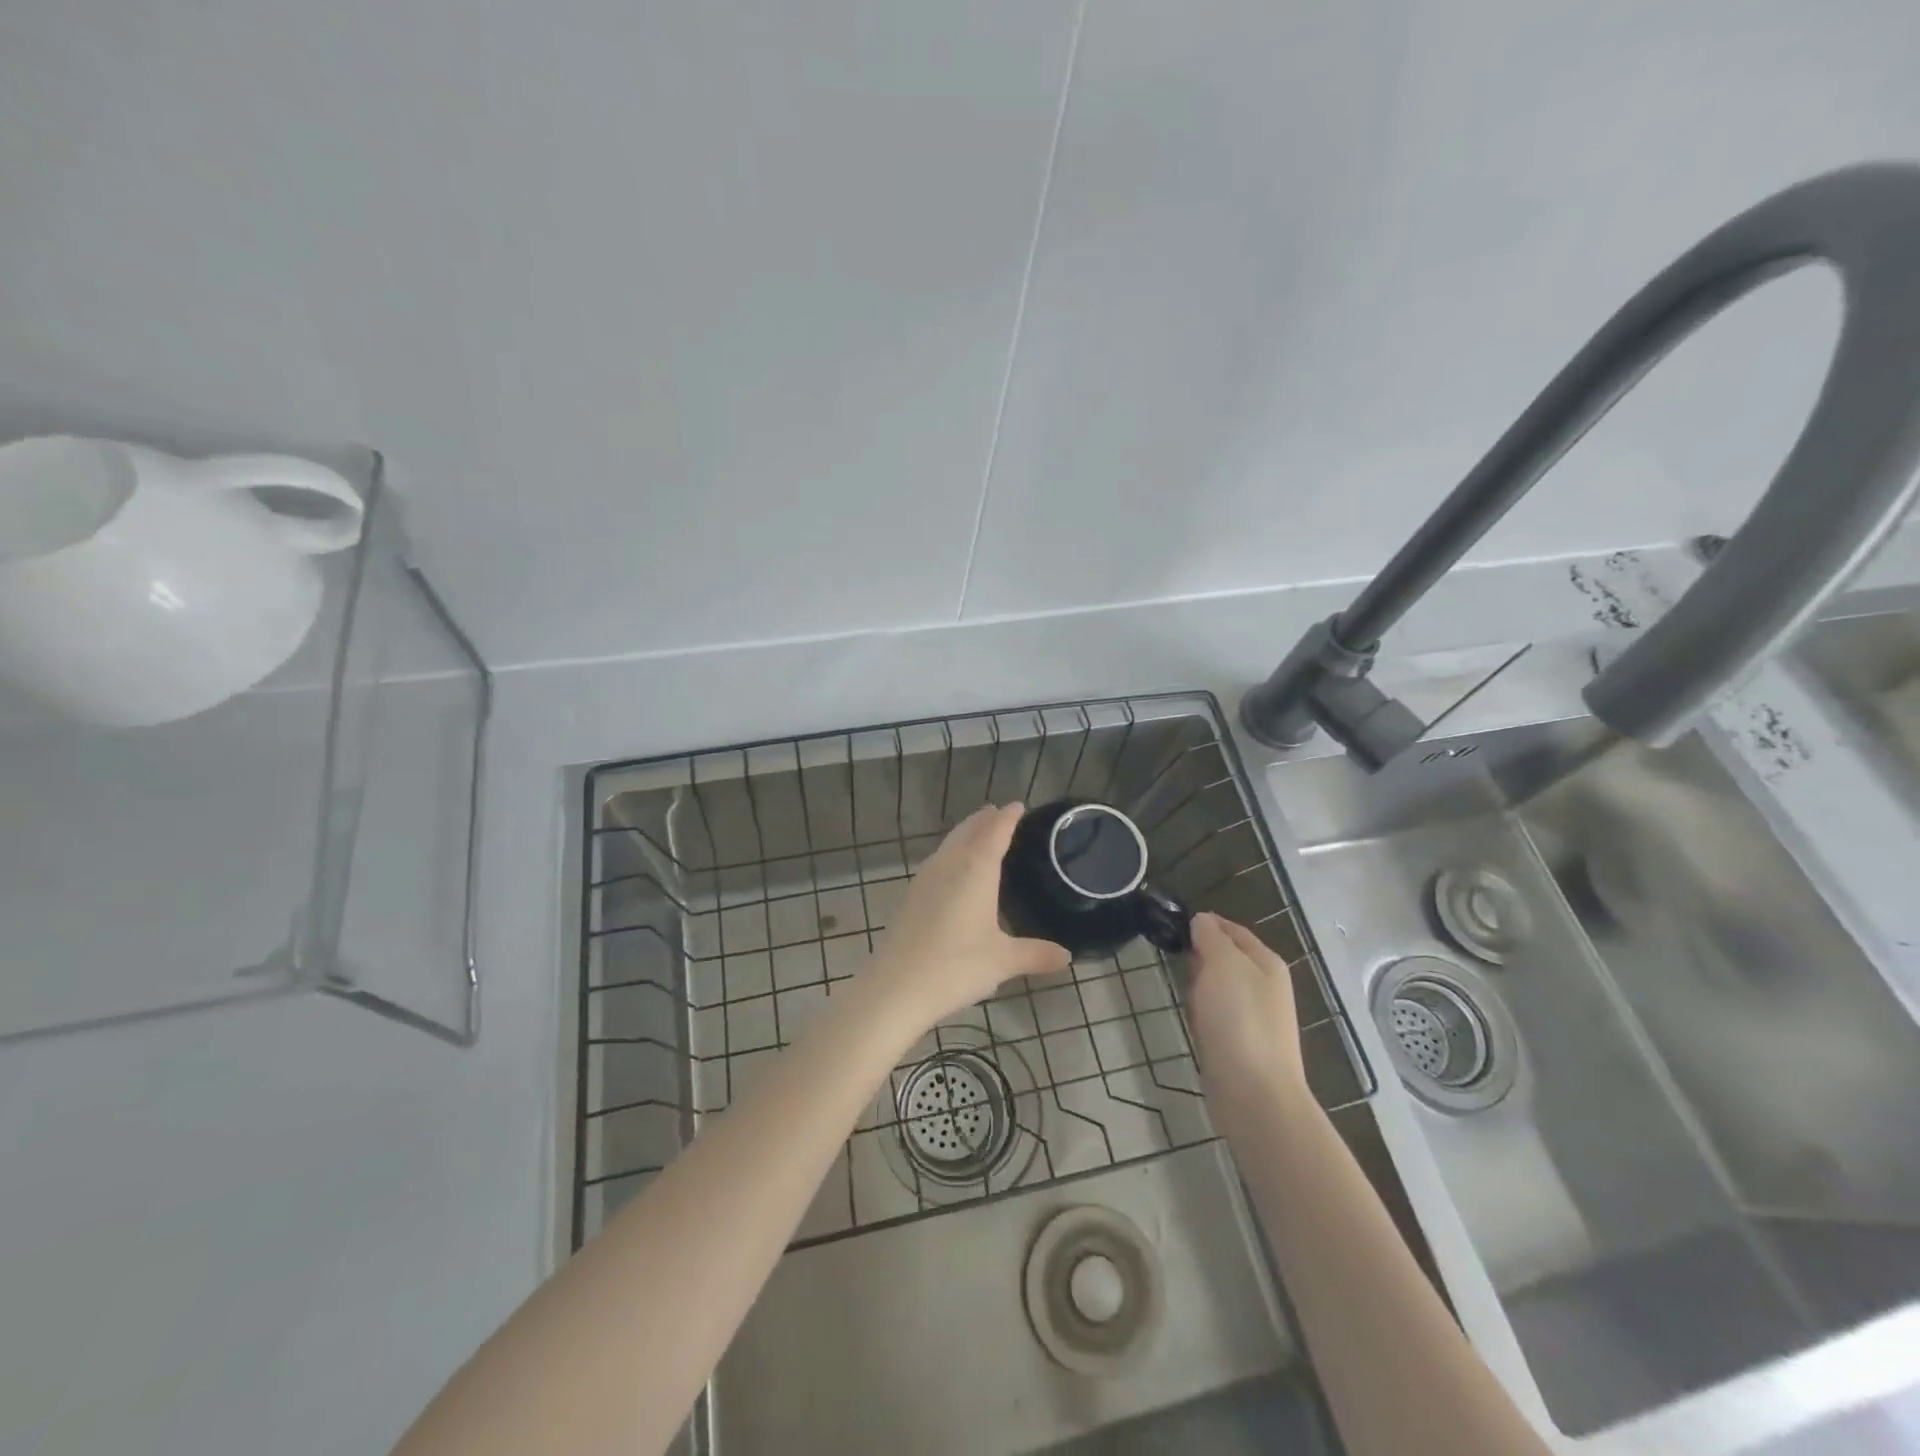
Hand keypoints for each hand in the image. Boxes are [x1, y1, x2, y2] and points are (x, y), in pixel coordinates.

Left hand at [868, 804, 1071, 1028]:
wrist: (895, 987)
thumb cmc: (956, 966)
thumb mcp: (1003, 961)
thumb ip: (1035, 954)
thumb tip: (1067, 957)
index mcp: (975, 869)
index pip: (995, 831)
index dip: (1008, 817)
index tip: (1018, 805)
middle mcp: (949, 864)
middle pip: (968, 831)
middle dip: (985, 820)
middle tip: (999, 813)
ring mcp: (925, 879)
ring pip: (948, 844)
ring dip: (965, 833)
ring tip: (978, 833)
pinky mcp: (910, 896)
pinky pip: (937, 861)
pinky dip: (951, 853)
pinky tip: (952, 870)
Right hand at [1187, 913, 1309, 1134]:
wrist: (1253, 1092)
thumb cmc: (1239, 1018)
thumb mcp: (1223, 963)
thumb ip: (1212, 937)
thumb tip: (1202, 921)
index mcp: (1267, 963)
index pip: (1233, 930)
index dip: (1206, 923)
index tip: (1174, 923)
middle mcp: (1266, 988)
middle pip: (1228, 959)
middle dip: (1201, 955)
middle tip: (1175, 955)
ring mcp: (1256, 1019)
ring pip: (1220, 989)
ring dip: (1200, 986)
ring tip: (1182, 989)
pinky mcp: (1242, 1046)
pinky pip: (1217, 1017)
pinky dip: (1203, 1014)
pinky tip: (1193, 1021)